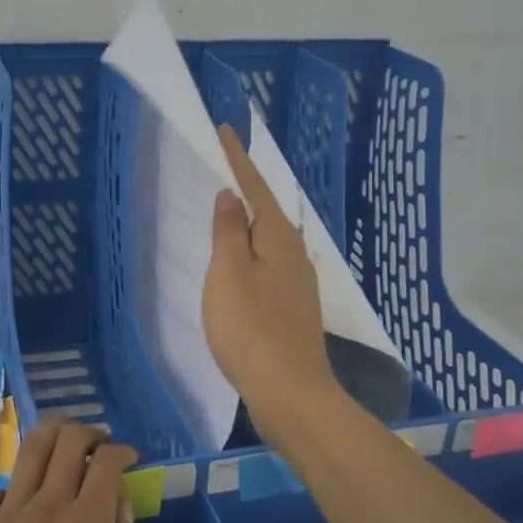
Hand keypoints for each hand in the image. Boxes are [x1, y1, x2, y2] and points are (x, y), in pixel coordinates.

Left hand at [0, 419, 141, 522]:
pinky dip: (13, 487)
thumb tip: (122, 506)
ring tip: (64, 440)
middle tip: (99, 444)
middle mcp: (45, 509)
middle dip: (88, 432)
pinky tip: (20, 504)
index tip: (129, 459)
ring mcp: (4, 519)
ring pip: (28, 451)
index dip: (121, 451)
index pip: (105, 462)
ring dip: (51, 434)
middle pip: (65, 440)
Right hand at [203, 123, 339, 427]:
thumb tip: (232, 196)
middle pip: (267, 210)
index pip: (255, 187)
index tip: (226, 130)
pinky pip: (269, 262)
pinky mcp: (293, 306)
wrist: (291, 393)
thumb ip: (228, 232)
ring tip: (229, 207)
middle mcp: (295, 253)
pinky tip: (244, 259)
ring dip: (249, 220)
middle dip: (247, 187)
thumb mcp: (229, 275)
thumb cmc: (251, 329)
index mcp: (278, 238)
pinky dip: (252, 249)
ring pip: (270, 238)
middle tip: (224, 164)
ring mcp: (298, 281)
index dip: (238, 159)